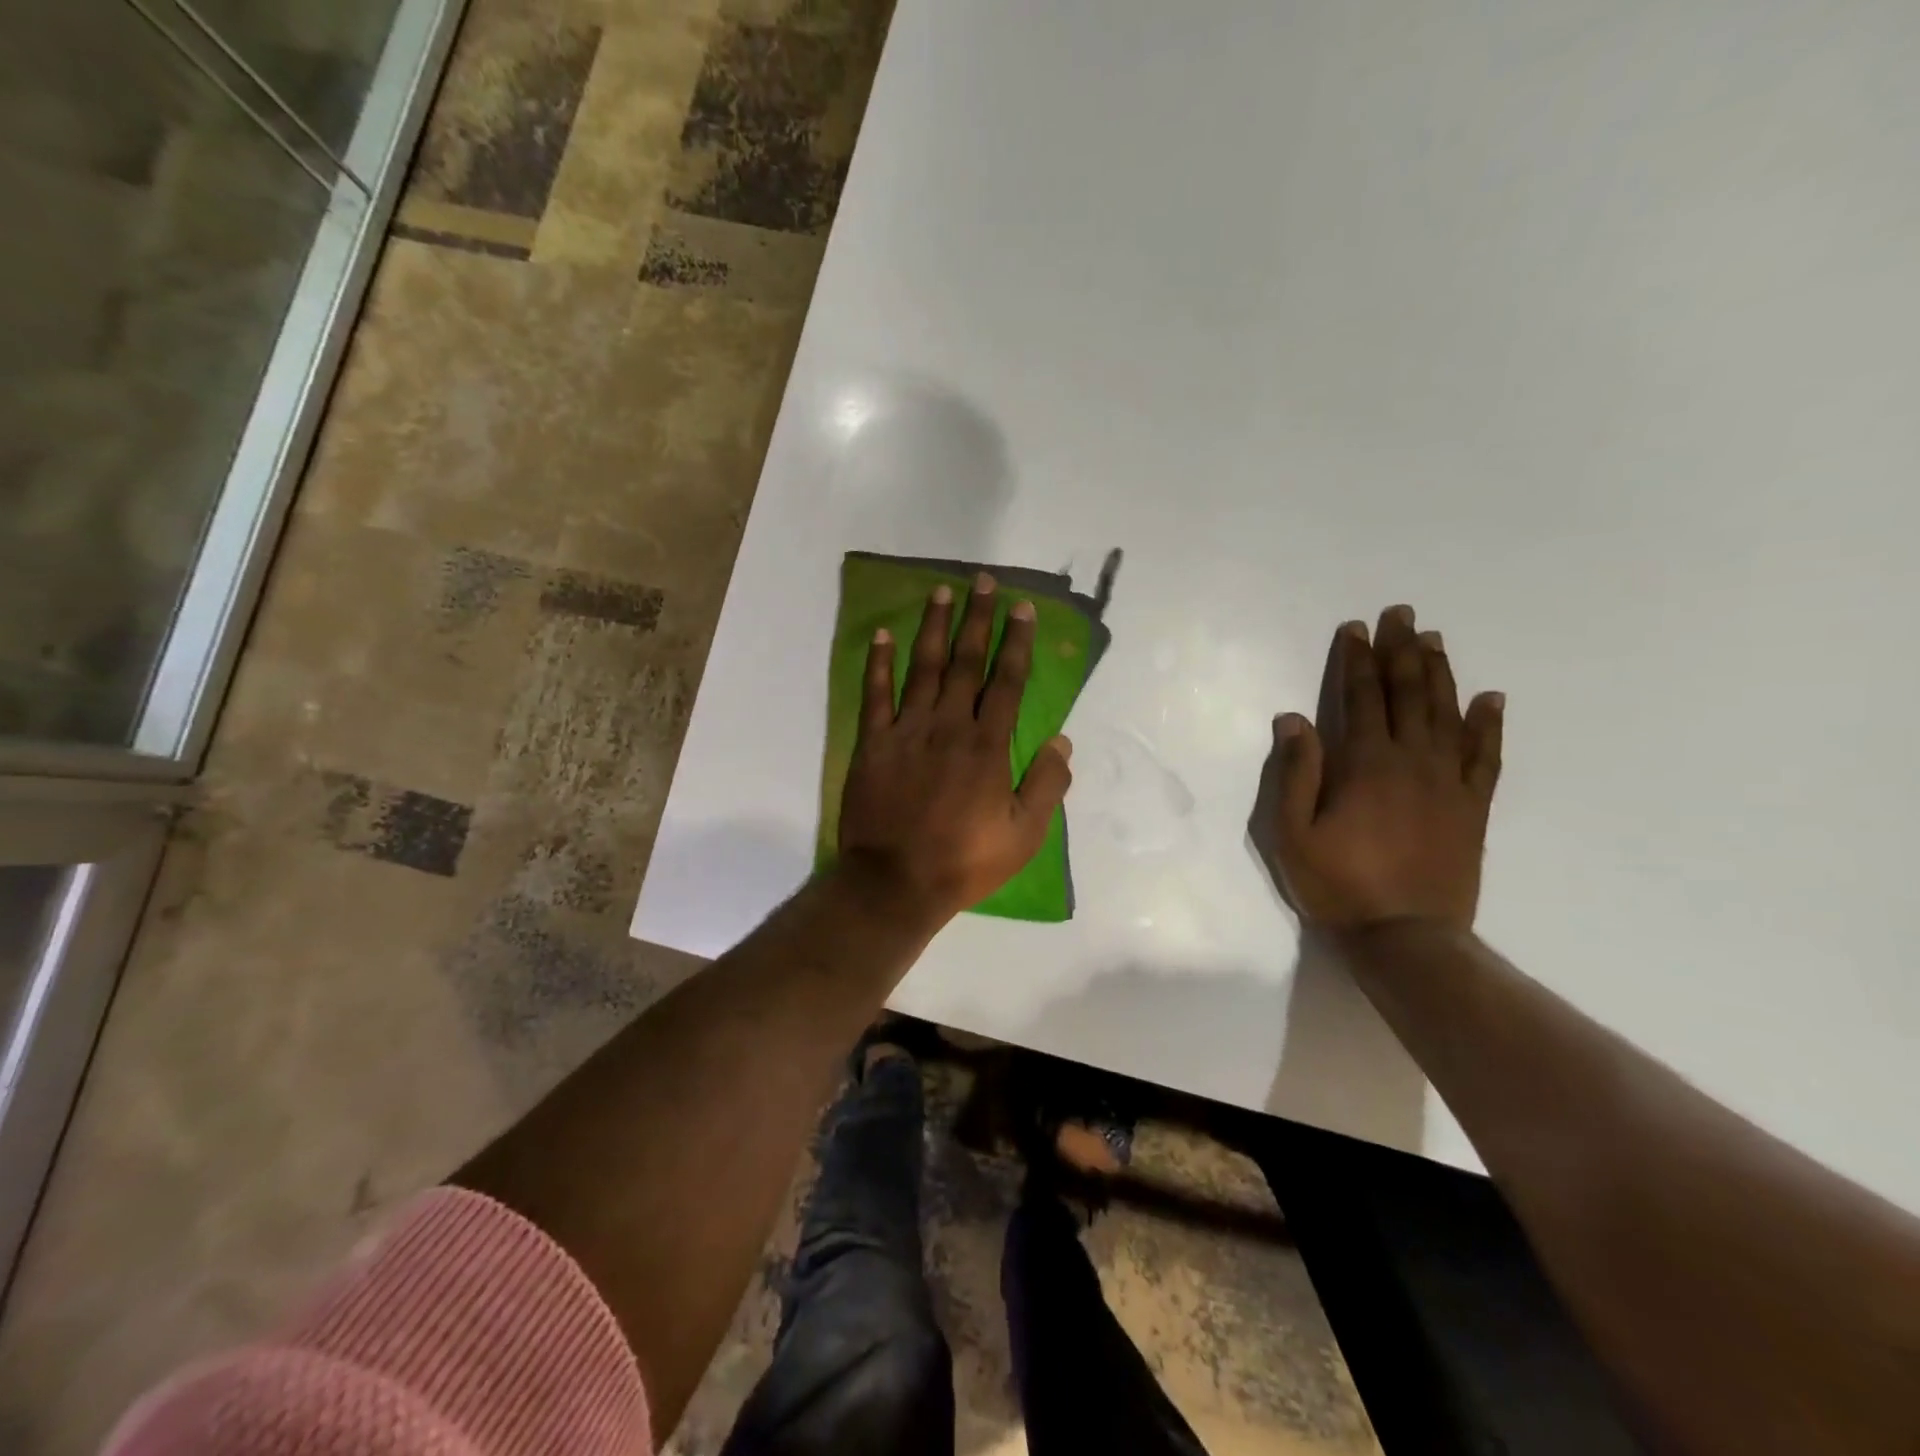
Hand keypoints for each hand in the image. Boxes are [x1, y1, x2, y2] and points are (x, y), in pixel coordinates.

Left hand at [838, 574, 1073, 926]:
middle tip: (982, 580)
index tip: (1022, 608)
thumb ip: (1047, 785)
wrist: (895, 883)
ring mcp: (906, 731)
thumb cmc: (964, 861)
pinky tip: (881, 635)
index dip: (1016, 642)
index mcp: (987, 745)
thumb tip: (1062, 740)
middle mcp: (948, 726)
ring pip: (922, 668)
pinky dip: (877, 663)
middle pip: (965, 661)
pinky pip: (874, 695)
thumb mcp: (1024, 835)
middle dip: (977, 618)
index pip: (1006, 681)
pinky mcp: (872, 744)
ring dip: (933, 627)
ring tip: (940, 591)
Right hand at [1253, 604, 1502, 930]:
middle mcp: (1412, 761)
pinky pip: (1486, 756)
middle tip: (1401, 614)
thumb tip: (1293, 718)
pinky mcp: (1473, 807)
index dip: (1357, 660)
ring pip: (1447, 714)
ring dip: (1439, 673)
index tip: (1355, 628)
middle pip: (1408, 694)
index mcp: (1365, 764)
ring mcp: (1449, 783)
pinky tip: (1491, 698)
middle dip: (1401, 651)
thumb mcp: (1292, 833)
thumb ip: (1296, 772)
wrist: (1406, 937)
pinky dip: (1488, 724)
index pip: (1361, 698)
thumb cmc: (1337, 884)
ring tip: (1434, 639)